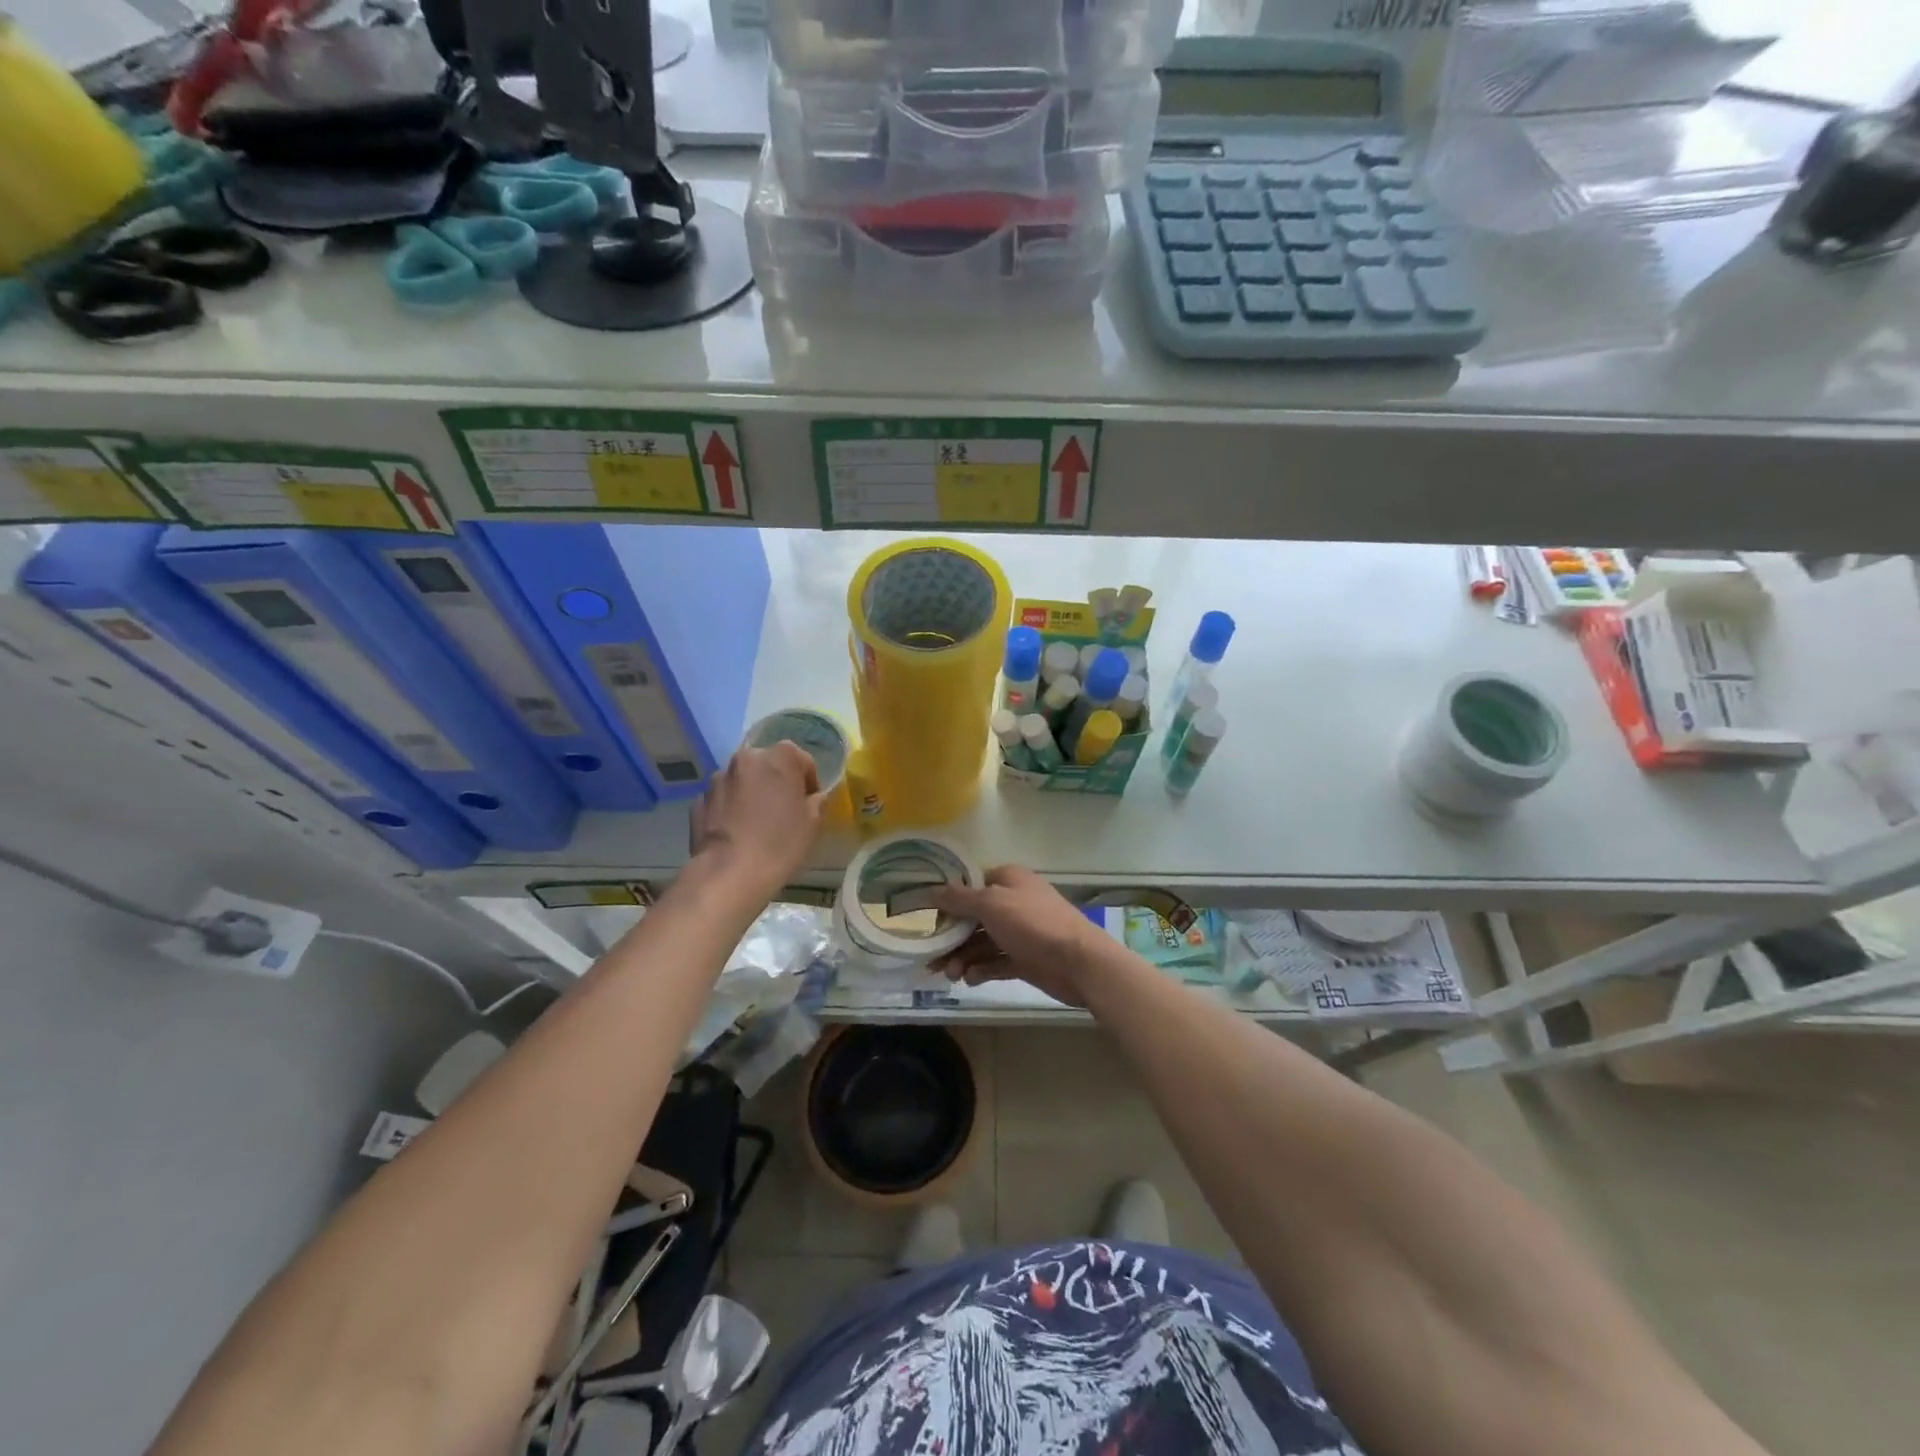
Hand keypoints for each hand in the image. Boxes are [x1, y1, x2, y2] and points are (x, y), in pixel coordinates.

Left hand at [690, 743, 823, 897]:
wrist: (729, 873)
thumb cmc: (780, 844)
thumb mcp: (813, 824)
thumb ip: (816, 802)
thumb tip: (812, 798)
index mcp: (780, 757)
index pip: (802, 760)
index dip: (808, 781)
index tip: (809, 803)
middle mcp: (746, 759)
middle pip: (768, 765)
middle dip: (776, 782)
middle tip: (783, 810)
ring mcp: (718, 779)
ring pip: (742, 781)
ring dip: (751, 793)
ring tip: (756, 823)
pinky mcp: (699, 801)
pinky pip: (722, 799)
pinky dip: (730, 809)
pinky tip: (736, 833)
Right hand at [928, 865, 1108, 1007]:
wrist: (1078, 962)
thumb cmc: (1033, 924)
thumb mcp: (992, 904)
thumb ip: (959, 899)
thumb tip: (930, 890)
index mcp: (1007, 880)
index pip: (970, 885)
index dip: (947, 900)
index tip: (925, 916)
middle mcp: (1012, 903)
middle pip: (972, 918)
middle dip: (951, 937)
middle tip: (932, 957)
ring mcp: (1019, 932)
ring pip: (981, 943)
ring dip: (963, 957)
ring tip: (950, 975)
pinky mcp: (1024, 959)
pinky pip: (995, 962)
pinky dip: (980, 969)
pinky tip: (969, 979)